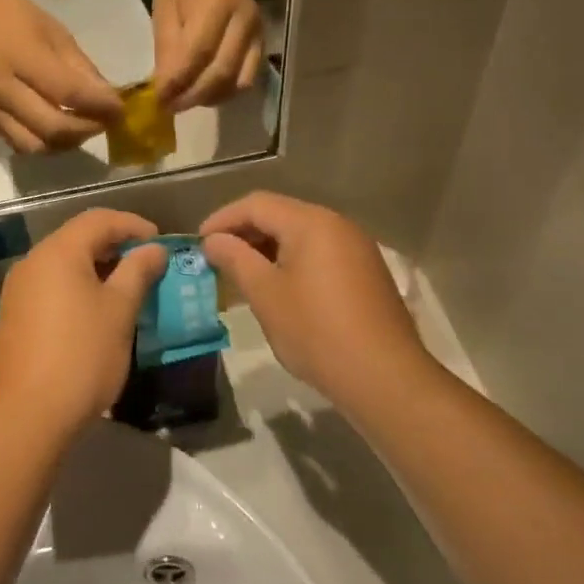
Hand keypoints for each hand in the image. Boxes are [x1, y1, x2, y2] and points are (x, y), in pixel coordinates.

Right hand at [0, 0, 122, 153]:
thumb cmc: (21, 19)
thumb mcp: (59, 35)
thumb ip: (83, 70)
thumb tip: (109, 100)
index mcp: (22, 58)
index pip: (67, 92)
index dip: (99, 105)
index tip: (119, 109)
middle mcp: (3, 89)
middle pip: (52, 127)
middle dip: (87, 129)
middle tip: (105, 121)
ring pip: (36, 145)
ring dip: (66, 143)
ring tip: (83, 128)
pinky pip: (20, 145)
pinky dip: (46, 144)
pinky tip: (61, 131)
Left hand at [0, 210, 167, 438]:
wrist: (27, 417)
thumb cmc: (81, 356)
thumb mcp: (119, 311)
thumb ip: (137, 271)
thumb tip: (154, 249)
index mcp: (58, 252)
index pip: (98, 219)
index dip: (132, 224)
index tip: (160, 242)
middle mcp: (32, 262)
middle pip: (78, 238)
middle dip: (115, 246)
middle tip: (147, 265)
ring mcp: (18, 290)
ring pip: (64, 264)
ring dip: (97, 268)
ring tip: (127, 289)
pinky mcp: (14, 316)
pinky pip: (51, 286)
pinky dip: (77, 288)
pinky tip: (96, 312)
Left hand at [152, 0, 262, 109]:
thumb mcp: (164, 10)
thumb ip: (166, 49)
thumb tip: (164, 89)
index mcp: (216, 5)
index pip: (198, 53)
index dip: (178, 81)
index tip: (159, 99)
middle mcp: (243, 21)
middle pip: (222, 72)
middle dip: (194, 96)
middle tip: (171, 107)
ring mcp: (257, 33)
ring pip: (238, 81)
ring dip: (211, 97)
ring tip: (187, 100)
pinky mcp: (262, 43)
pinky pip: (248, 78)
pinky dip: (226, 91)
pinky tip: (206, 92)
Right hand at [201, 192, 428, 405]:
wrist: (385, 378)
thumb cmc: (316, 332)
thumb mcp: (266, 294)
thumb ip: (235, 259)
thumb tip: (214, 240)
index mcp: (311, 222)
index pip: (256, 204)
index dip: (222, 220)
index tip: (198, 244)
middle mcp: (337, 224)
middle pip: (280, 215)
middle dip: (244, 234)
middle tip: (216, 260)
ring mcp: (356, 248)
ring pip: (301, 235)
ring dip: (267, 249)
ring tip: (242, 276)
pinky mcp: (366, 272)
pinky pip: (320, 253)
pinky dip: (292, 262)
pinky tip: (278, 289)